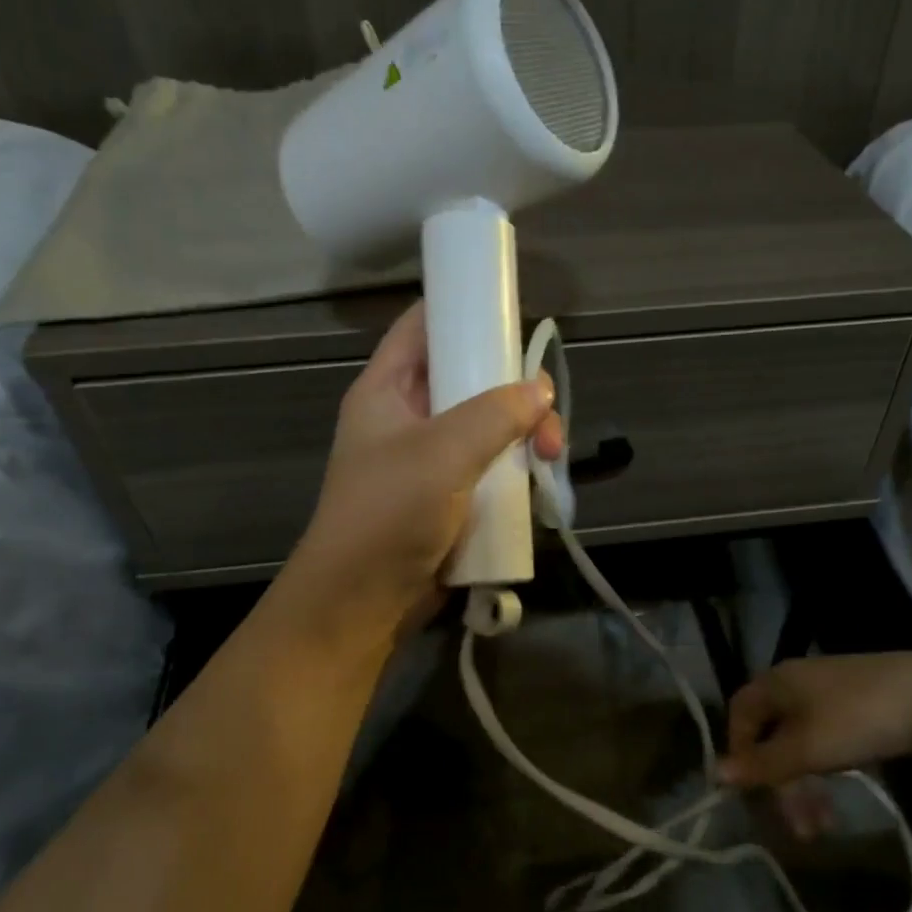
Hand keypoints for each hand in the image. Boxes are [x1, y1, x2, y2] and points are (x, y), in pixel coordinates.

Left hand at [279, 301, 564, 645]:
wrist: (362, 602)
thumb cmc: (389, 514)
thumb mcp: (442, 453)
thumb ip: (496, 414)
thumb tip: (541, 389)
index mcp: (387, 390)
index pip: (423, 325)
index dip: (463, 309)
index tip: (512, 313)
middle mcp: (409, 417)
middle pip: (471, 379)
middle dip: (516, 392)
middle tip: (547, 418)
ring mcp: (431, 460)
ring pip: (490, 428)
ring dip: (524, 437)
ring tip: (549, 459)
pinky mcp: (450, 498)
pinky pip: (492, 469)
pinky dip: (517, 472)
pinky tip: (539, 487)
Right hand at [720, 653, 911, 837]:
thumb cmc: (859, 720)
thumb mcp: (806, 749)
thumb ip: (762, 764)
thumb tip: (715, 774)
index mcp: (777, 681)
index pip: (740, 715)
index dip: (739, 754)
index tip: (752, 794)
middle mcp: (798, 680)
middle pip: (772, 734)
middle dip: (781, 785)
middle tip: (798, 829)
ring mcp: (832, 689)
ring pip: (802, 741)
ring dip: (806, 785)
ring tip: (824, 825)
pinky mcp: (862, 701)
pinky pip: (827, 738)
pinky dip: (827, 768)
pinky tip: (843, 791)